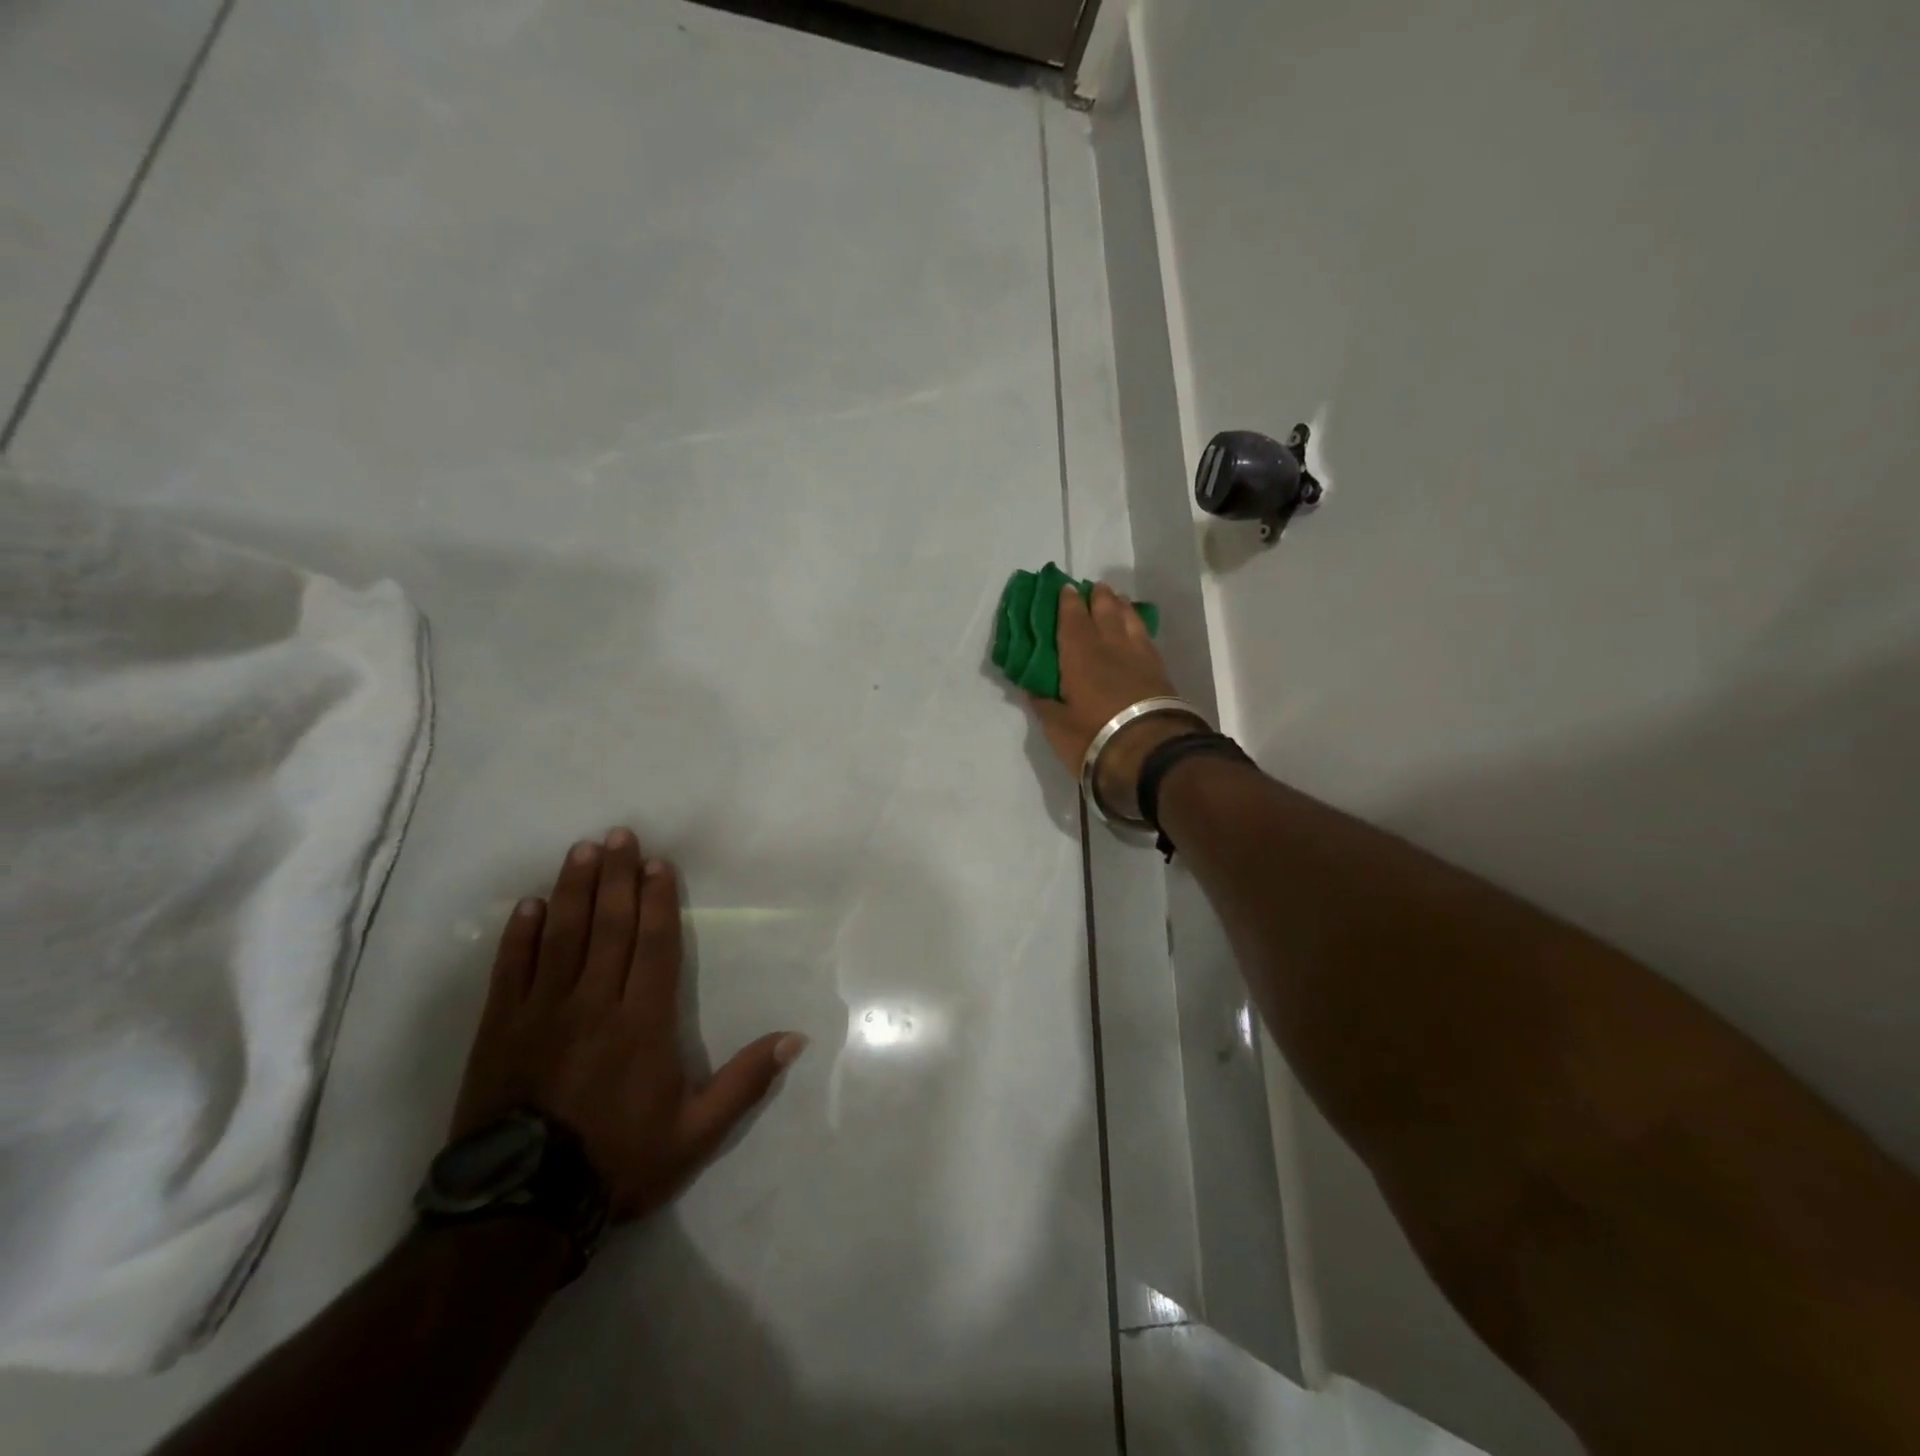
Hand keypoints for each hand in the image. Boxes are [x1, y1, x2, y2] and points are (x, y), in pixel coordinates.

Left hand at [452, 829, 805, 1222]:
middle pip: (608, 927)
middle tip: (618, 835)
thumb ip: (745, 1082)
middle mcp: (595, 1003)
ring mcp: (543, 1012)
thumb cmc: (617, 1162)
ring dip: (573, 890)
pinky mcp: (501, 1029)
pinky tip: (529, 905)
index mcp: (643, 1022)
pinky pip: (512, 970)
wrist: (520, 1210)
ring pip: (562, 936)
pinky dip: (520, 935)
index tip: (656, 864)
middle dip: (615, 877)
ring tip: (581, 851)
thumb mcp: (696, 1133)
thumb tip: (795, 1038)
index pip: (654, 945)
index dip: (656, 901)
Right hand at [1030, 583, 1203, 818]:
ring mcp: (1139, 656)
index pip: (1072, 619)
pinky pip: (1145, 637)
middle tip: (1092, 588)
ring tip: (1116, 600)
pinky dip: (1137, 627)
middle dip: (1097, 597)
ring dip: (1120, 606)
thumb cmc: (1094, 736)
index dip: (1067, 602)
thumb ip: (1044, 704)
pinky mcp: (1159, 671)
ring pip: (1129, 620)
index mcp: (1080, 654)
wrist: (1151, 752)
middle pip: (1105, 611)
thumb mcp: (1058, 727)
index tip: (1064, 588)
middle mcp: (1110, 646)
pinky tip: (1136, 630)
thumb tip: (1033, 689)